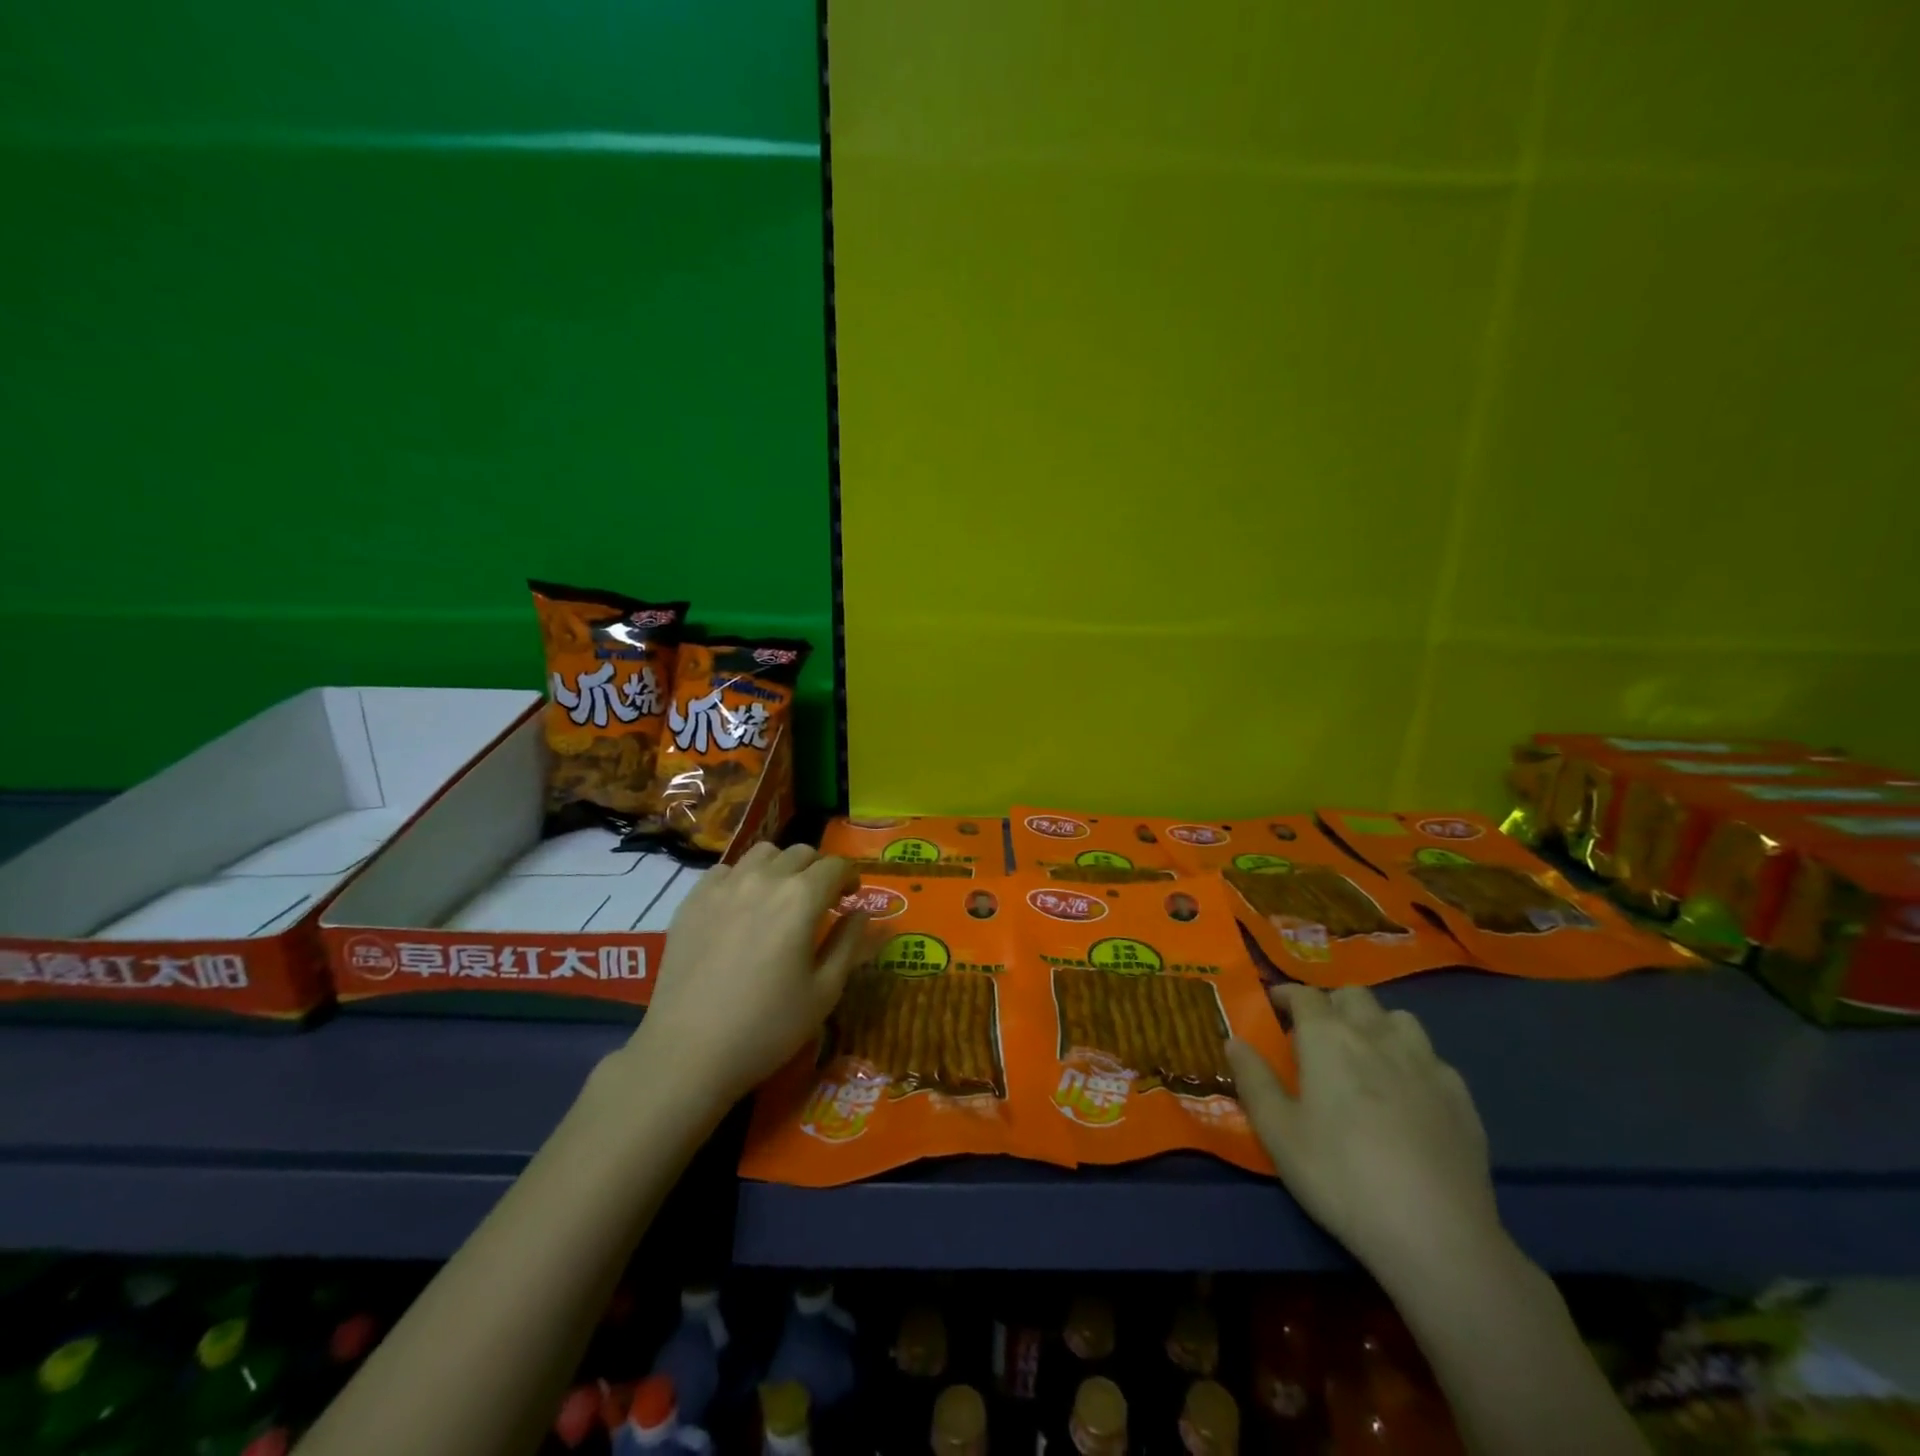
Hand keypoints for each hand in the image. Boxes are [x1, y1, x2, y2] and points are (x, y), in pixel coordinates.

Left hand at [630, 844, 868, 1112]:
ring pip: (763, 853)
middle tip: (819, 901)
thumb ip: (849, 943)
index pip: (836, 866)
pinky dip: (743, 878)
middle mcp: (764, 879)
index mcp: (801, 898)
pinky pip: (726, 871)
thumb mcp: (825, 992)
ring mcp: (723, 886)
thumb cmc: (767, 1027)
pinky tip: (741, 908)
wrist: (688, 1052)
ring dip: (781, 867)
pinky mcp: (692, 900)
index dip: (850, 878)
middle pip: (801, 853)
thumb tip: (860, 912)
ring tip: (780, 897)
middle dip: (818, 870)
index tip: (850, 899)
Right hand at [1225, 985, 1503, 1286]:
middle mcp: (1376, 1035)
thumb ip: (1253, 1079)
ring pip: (1398, 1018)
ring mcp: (1425, 1063)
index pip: (1304, 995)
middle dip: (1331, 1004)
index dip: (1286, 995)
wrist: (1435, 1233)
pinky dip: (1413, 1061)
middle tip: (1316, 1034)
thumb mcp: (1277, 1132)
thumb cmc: (1340, 1175)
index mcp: (1328, 1038)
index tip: (1273, 1006)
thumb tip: (1234, 1041)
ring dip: (1376, 1024)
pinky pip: (1432, 1057)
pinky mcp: (1461, 1096)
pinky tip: (1409, 1093)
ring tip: (1365, 1055)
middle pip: (1353, 996)